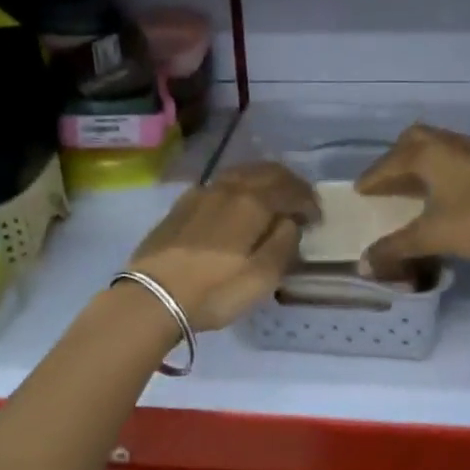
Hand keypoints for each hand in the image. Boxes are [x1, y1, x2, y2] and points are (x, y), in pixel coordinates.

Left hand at [125, 162, 318, 330]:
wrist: (152, 296)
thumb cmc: (214, 291)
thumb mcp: (262, 277)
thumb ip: (284, 244)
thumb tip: (290, 222)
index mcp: (253, 203)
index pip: (291, 189)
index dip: (309, 201)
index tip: (317, 219)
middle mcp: (229, 188)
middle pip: (266, 172)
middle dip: (289, 184)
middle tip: (301, 202)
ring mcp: (202, 193)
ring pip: (241, 173)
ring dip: (264, 181)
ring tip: (272, 199)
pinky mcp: (182, 204)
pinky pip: (219, 183)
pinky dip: (238, 187)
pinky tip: (235, 203)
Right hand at [355, 124, 469, 276]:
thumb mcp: (433, 237)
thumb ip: (396, 248)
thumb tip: (363, 264)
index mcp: (428, 154)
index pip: (388, 163)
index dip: (372, 179)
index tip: (359, 191)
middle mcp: (447, 144)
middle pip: (413, 140)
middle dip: (395, 158)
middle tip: (386, 180)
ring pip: (436, 146)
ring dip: (419, 162)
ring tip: (411, 185)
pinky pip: (453, 157)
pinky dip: (439, 168)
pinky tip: (443, 191)